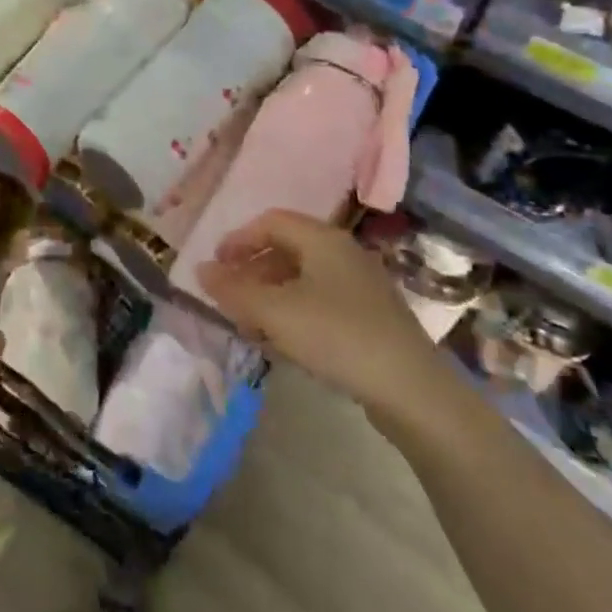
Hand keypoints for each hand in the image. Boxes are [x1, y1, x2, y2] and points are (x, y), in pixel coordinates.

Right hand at [198, 211, 437, 412]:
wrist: (411, 390)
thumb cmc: (337, 336)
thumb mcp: (276, 312)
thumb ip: (234, 290)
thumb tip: (200, 270)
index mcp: (323, 239)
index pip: (271, 221)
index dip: (238, 240)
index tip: (215, 266)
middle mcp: (343, 253)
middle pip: (287, 248)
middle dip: (252, 270)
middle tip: (229, 297)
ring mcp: (361, 285)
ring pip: (303, 278)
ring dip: (270, 295)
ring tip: (250, 324)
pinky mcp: (371, 317)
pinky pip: (321, 301)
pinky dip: (294, 312)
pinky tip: (285, 342)